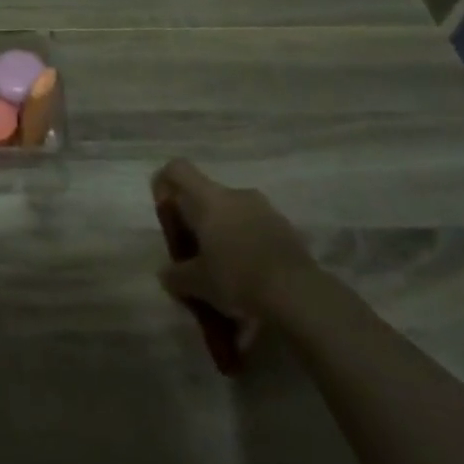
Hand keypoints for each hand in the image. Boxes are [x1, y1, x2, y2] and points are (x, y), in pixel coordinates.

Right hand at [151, 160, 315, 323]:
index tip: (167, 212)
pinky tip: (250, 276)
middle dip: (198, 220)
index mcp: (208, 198)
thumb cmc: (237, 277)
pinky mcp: (287, 228)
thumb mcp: (198, 283)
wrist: (298, 294)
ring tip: (225, 269)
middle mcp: (235, 194)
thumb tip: (166, 274)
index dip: (165, 183)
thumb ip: (176, 275)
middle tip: (195, 252)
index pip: (177, 169)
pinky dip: (248, 244)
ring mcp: (265, 209)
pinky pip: (256, 228)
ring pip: (233, 212)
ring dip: (224, 232)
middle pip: (206, 194)